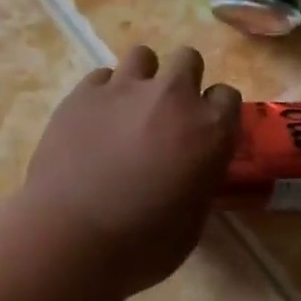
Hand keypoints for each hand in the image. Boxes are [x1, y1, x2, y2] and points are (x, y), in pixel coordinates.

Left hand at [21, 45, 240, 293]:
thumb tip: (190, 170)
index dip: (214, 112)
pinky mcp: (83, 93)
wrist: (73, 237)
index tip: (202, 130)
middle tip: (165, 114)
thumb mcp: (192, 220)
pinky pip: (101, 76)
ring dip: (142, 78)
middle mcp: (173, 97)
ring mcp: (124, 89)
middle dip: (182, 81)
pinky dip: (103, 93)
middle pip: (187, 60)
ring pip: (142, 56)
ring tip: (127, 109)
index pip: (227, 96)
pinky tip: (93, 120)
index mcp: (210, 131)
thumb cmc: (142, 244)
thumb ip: (198, 179)